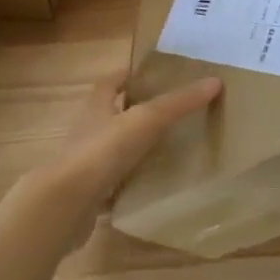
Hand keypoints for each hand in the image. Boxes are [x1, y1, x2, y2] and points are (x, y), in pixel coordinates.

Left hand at [17, 68, 221, 239]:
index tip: (151, 75)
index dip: (127, 75)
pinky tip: (149, 187)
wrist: (65, 205)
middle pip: (111, 114)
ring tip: (165, 149)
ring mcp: (85, 164)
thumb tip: (214, 81)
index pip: (110, 82)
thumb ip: (179, 103)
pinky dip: (128, 183)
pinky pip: (112, 183)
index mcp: (97, 106)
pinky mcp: (87, 194)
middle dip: (134, 112)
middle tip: (167, 113)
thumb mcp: (146, 120)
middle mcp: (88, 130)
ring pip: (112, 149)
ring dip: (132, 148)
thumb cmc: (103, 150)